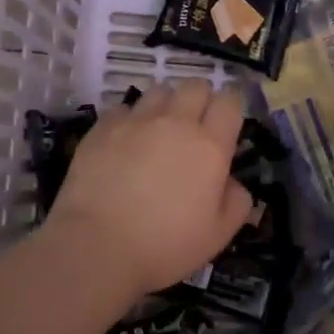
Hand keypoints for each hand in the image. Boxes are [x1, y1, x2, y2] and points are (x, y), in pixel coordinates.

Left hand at [42, 80, 254, 297]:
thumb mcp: (218, 236)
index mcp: (210, 146)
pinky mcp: (103, 128)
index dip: (231, 107)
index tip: (227, 123)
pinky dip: (130, 119)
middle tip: (195, 126)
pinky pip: (123, 108)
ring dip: (166, 105)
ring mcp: (136, 121)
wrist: (97, 247)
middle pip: (195, 86)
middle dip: (200, 99)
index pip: (230, 102)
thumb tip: (233, 183)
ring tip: (159, 130)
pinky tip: (125, 142)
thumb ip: (236, 203)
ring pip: (159, 91)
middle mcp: (176, 122)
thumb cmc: (165, 245)